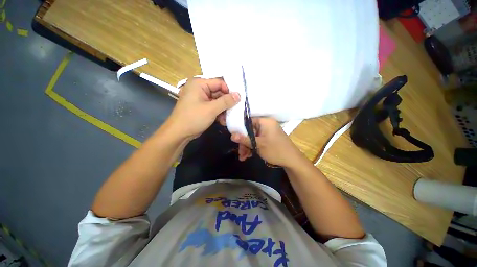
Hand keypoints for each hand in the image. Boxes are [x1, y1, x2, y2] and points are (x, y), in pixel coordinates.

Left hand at [167, 78, 239, 138]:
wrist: (179, 133)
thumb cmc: (193, 118)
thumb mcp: (211, 109)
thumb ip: (226, 101)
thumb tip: (239, 95)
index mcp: (199, 84)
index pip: (220, 83)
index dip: (229, 91)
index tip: (237, 101)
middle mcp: (200, 89)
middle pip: (219, 93)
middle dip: (226, 103)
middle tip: (234, 111)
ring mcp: (200, 99)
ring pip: (217, 101)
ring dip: (223, 110)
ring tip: (227, 119)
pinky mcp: (201, 107)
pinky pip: (213, 107)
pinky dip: (218, 113)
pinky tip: (222, 121)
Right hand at [230, 117, 302, 166]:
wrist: (292, 161)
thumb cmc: (275, 150)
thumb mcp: (258, 145)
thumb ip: (244, 139)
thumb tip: (231, 135)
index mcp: (265, 122)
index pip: (248, 121)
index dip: (240, 130)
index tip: (234, 139)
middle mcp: (266, 125)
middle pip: (249, 131)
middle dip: (244, 142)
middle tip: (240, 153)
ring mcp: (267, 132)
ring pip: (253, 137)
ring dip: (247, 147)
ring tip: (243, 157)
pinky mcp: (268, 138)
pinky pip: (257, 140)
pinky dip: (253, 147)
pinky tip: (249, 155)